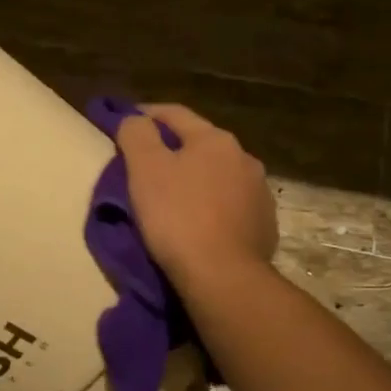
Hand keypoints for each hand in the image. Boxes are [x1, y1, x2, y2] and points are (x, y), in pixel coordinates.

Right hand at [116, 103, 275, 291]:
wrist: (222, 276)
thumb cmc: (178, 216)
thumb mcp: (145, 169)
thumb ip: (136, 134)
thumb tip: (134, 119)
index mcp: (214, 140)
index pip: (175, 114)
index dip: (146, 114)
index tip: (125, 121)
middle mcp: (244, 158)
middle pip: (200, 145)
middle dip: (174, 150)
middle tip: (147, 164)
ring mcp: (259, 193)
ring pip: (219, 176)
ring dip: (197, 179)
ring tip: (174, 197)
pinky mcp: (265, 226)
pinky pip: (232, 207)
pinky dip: (213, 207)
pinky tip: (200, 223)